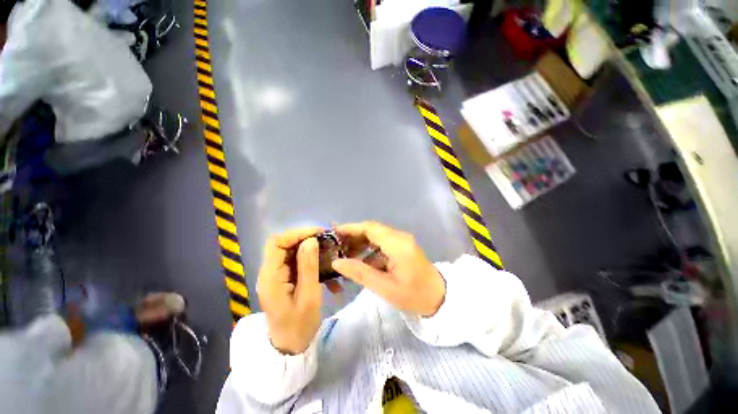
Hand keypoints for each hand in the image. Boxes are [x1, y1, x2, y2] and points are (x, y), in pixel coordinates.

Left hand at [257, 227, 322, 354]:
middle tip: (328, 242)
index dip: (296, 234)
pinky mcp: (286, 281)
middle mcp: (270, 273)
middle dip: (307, 240)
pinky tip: (328, 275)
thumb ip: (308, 267)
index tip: (318, 234)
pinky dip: (313, 264)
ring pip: (293, 253)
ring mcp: (278, 277)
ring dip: (313, 252)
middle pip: (285, 246)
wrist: (290, 349)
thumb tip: (311, 240)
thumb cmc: (299, 326)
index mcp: (270, 277)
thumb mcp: (308, 296)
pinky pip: (299, 265)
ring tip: (331, 256)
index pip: (276, 243)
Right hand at [332, 222, 445, 316]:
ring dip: (361, 242)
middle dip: (354, 235)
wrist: (440, 297)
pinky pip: (383, 243)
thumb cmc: (414, 295)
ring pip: (377, 235)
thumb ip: (360, 273)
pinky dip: (370, 249)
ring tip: (345, 253)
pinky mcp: (403, 246)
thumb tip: (337, 262)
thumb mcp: (385, 288)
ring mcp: (402, 241)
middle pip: (372, 229)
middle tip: (337, 244)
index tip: (334, 232)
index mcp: (397, 244)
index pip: (370, 228)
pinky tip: (361, 261)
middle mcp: (400, 237)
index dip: (351, 228)